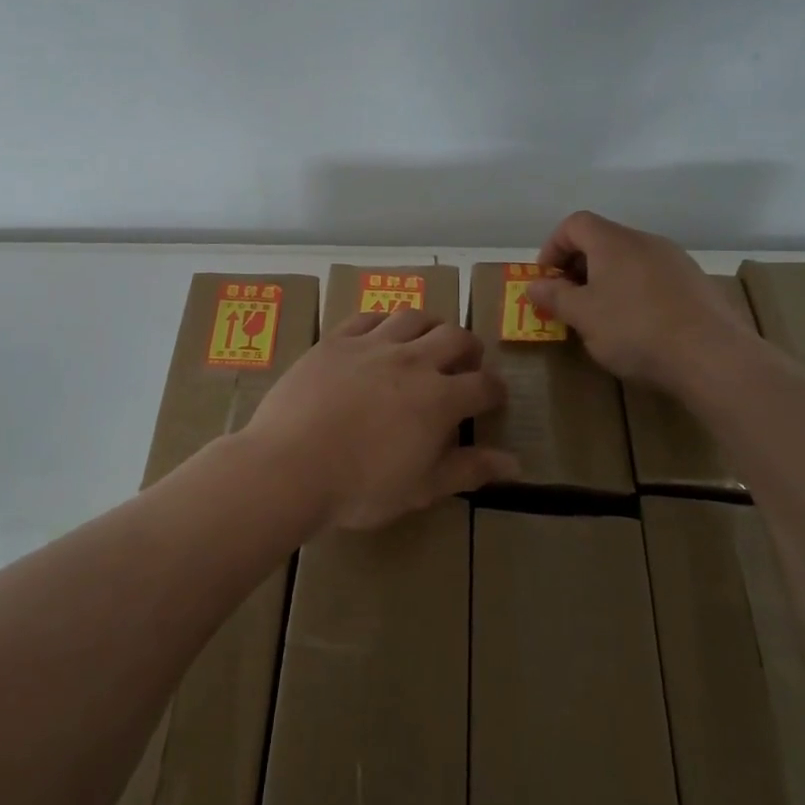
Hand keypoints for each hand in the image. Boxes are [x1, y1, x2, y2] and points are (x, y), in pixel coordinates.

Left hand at [241, 309, 517, 530]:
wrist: (290, 465)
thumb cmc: (360, 487)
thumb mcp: (421, 488)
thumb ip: (468, 470)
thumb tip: (515, 463)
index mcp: (439, 399)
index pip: (483, 385)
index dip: (495, 391)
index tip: (494, 398)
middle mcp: (412, 361)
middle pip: (455, 337)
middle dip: (469, 348)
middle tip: (467, 362)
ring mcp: (371, 345)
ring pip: (413, 317)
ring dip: (430, 325)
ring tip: (428, 340)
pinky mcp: (336, 340)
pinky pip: (367, 317)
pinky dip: (383, 322)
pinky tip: (380, 334)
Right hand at [526, 210, 761, 395]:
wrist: (713, 357)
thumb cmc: (635, 329)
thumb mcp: (583, 316)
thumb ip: (554, 296)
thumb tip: (534, 285)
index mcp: (613, 241)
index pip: (574, 224)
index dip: (553, 247)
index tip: (547, 279)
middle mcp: (645, 241)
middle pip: (602, 240)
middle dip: (578, 266)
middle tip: (569, 300)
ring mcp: (676, 260)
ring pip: (629, 260)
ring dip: (607, 280)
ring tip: (602, 316)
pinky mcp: (697, 284)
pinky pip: (654, 277)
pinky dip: (635, 291)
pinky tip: (639, 325)